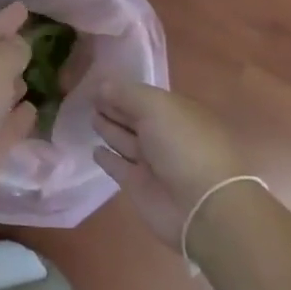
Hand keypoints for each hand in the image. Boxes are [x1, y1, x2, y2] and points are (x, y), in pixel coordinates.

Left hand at [0, 2, 36, 228]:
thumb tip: (19, 50)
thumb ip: (12, 49)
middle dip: (10, 51)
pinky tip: (33, 110)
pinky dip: (19, 117)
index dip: (6, 18)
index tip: (25, 7)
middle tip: (36, 42)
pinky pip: (6, 125)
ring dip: (14, 85)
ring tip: (37, 75)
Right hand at [92, 82, 251, 247]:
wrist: (201, 207)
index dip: (123, 90)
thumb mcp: (156, 107)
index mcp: (177, 113)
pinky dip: (107, 158)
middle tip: (89, 98)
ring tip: (91, 117)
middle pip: (135, 118)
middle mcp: (165, 136)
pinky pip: (118, 167)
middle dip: (115, 107)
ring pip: (125, 140)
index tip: (97, 82)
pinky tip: (95, 150)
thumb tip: (100, 85)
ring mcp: (153, 163)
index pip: (145, 97)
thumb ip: (126, 94)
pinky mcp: (139, 186)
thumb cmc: (183, 146)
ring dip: (110, 129)